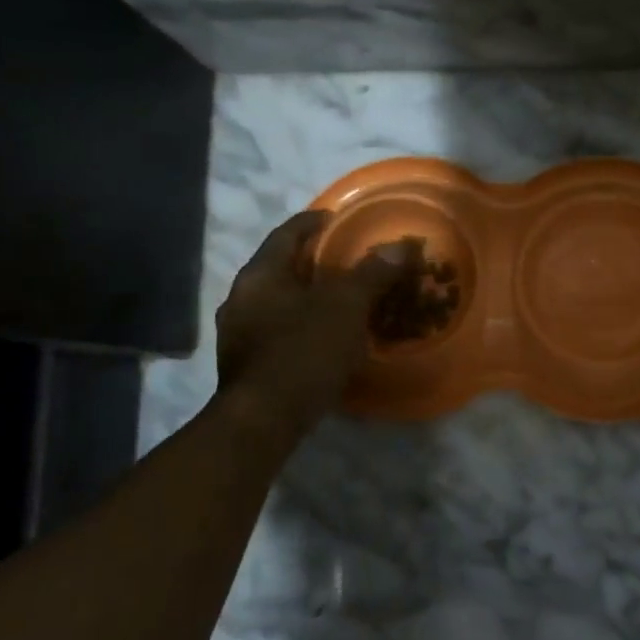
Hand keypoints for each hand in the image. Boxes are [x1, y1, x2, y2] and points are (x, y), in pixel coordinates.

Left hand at [214, 212, 408, 444]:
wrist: (262, 421)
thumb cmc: (303, 352)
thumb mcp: (346, 307)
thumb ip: (372, 273)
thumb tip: (402, 244)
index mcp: (260, 274)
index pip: (287, 233)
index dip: (315, 221)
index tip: (339, 219)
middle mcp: (240, 297)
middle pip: (281, 267)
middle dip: (314, 261)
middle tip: (348, 261)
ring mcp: (238, 333)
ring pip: (278, 301)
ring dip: (307, 296)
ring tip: (340, 300)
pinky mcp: (245, 364)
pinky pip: (277, 330)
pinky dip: (301, 324)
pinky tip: (323, 338)